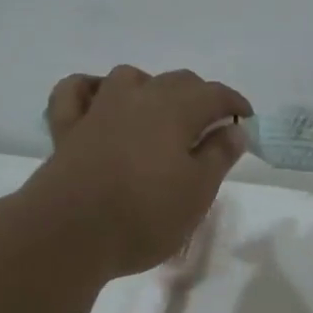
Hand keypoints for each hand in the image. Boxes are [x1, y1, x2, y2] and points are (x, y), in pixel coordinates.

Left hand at [33, 66, 251, 278]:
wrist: (69, 234)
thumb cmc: (144, 216)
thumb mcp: (197, 192)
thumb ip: (218, 156)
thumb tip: (233, 129)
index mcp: (175, 110)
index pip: (214, 94)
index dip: (234, 104)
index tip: (246, 121)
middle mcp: (138, 98)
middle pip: (176, 82)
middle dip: (199, 97)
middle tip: (210, 127)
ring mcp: (98, 109)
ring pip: (129, 78)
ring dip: (151, 88)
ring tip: (160, 115)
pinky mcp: (66, 129)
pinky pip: (76, 92)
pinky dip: (91, 89)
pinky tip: (99, 100)